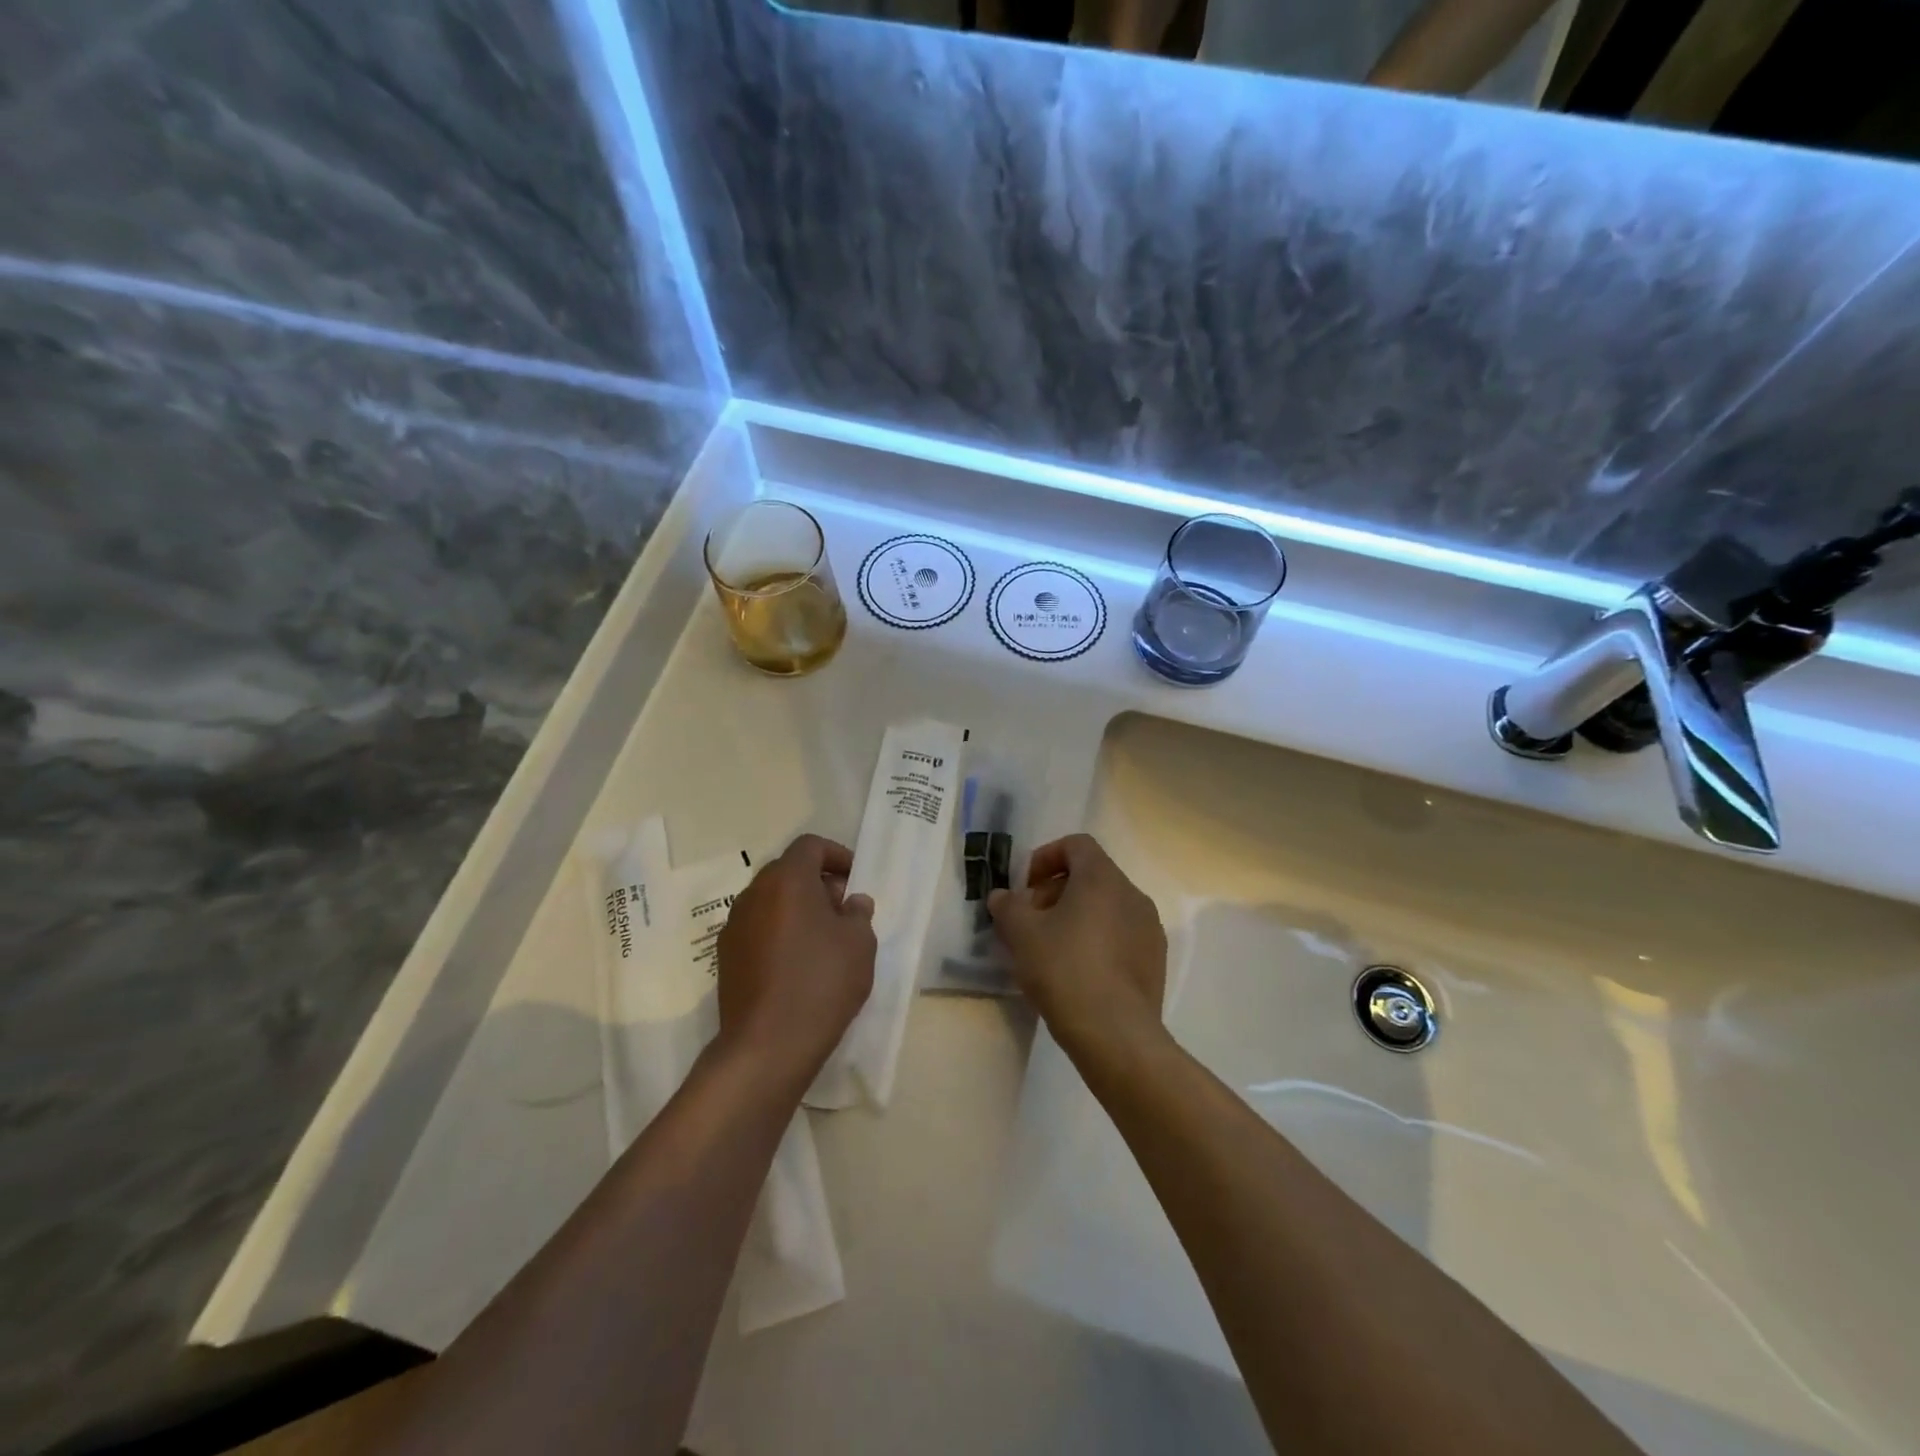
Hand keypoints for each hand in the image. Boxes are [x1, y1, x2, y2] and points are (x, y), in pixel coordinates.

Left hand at [715, 834, 875, 1087]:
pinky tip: (798, 964)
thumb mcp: (859, 943)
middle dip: (818, 883)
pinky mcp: (726, 957)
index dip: (837, 855)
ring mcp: (734, 926)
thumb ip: (858, 913)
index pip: (810, 846)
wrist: (767, 1045)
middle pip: (788, 871)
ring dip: (797, 909)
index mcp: (787, 880)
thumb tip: (851, 902)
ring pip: (771, 901)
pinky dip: (779, 932)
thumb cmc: (822, 982)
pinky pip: (758, 929)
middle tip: (843, 910)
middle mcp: (754, 894)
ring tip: (823, 940)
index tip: (855, 879)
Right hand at [988, 834, 1168, 1062]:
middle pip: (1091, 875)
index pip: (1076, 845)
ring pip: (1107, 906)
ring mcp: (1149, 928)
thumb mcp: (1022, 934)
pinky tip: (1077, 971)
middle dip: (1056, 890)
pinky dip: (1098, 939)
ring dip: (1077, 916)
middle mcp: (1132, 894)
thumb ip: (1008, 906)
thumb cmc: (1064, 970)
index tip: (1025, 886)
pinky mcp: (1155, 960)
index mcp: (1102, 878)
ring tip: (1051, 948)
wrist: (1115, 1034)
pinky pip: (1121, 934)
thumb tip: (1002, 896)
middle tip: (1031, 920)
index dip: (1046, 857)